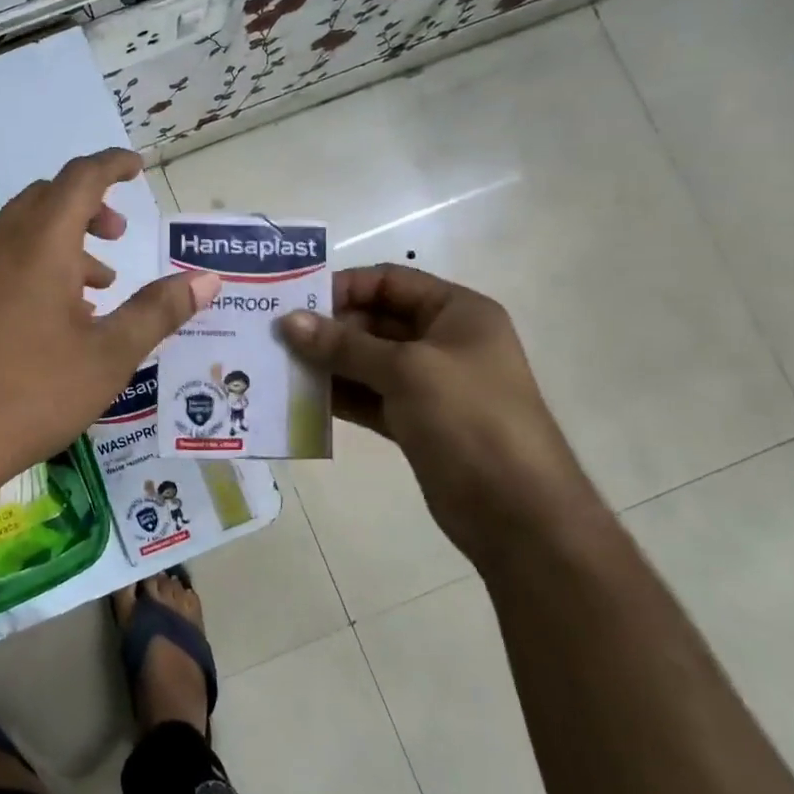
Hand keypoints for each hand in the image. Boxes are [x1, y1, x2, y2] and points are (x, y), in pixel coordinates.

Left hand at [0, 149, 217, 516]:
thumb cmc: (31, 392)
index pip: (81, 177)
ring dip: (63, 242)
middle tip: (120, 237)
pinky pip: (0, 259)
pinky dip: (35, 266)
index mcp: (40, 241)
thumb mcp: (109, 355)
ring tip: (97, 287)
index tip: (138, 167)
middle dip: (90, 207)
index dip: (113, 165)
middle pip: (48, 198)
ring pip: (22, 231)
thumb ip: (159, 311)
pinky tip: (53, 318)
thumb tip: (207, 279)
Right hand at [281, 265, 596, 571]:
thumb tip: (287, 322)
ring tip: (279, 366)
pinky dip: (339, 395)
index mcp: (457, 313)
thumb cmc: (469, 419)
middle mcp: (443, 341)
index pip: (389, 281)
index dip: (343, 287)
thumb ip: (343, 345)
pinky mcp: (415, 421)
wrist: (517, 512)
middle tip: (277, 338)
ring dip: (327, 363)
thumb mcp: (406, 371)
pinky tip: (301, 397)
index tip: (294, 303)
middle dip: (328, 328)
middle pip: (374, 320)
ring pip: (367, 361)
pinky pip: (368, 396)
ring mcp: (429, 384)